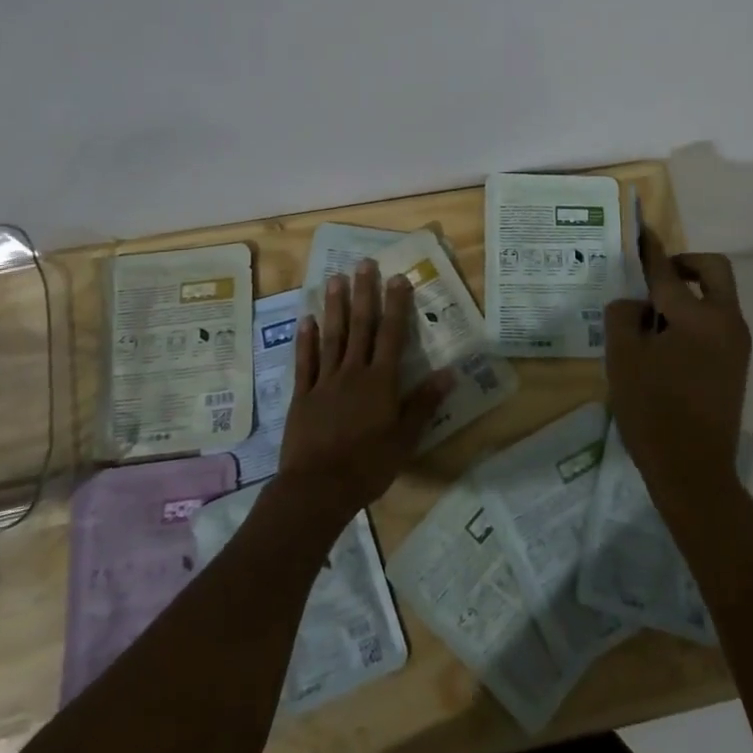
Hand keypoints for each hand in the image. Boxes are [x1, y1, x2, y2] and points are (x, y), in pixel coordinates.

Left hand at [277, 259, 450, 519]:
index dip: (396, 305)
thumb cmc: (368, 466)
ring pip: (331, 337)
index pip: (391, 334)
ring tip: (334, 279)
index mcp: (380, 381)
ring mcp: (324, 382)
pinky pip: (305, 363)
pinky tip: (306, 320)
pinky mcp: (302, 396)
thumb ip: (424, 403)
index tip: (398, 277)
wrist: (317, 489)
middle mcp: (352, 372)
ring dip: (334, 307)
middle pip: (360, 326)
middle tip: (364, 263)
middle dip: (364, 293)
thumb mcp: (405, 439)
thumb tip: (450, 372)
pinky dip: (305, 340)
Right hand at [603, 230, 751, 509]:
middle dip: (686, 263)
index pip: (669, 272)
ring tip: (654, 315)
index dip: (651, 251)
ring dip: (691, 291)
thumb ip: (624, 316)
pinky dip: (697, 314)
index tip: (642, 232)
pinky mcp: (738, 363)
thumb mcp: (623, 358)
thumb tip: (636, 303)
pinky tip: (668, 340)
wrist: (694, 470)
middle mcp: (726, 321)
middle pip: (714, 270)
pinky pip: (719, 320)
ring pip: (718, 295)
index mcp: (697, 317)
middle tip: (656, 276)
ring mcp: (737, 343)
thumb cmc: (653, 411)